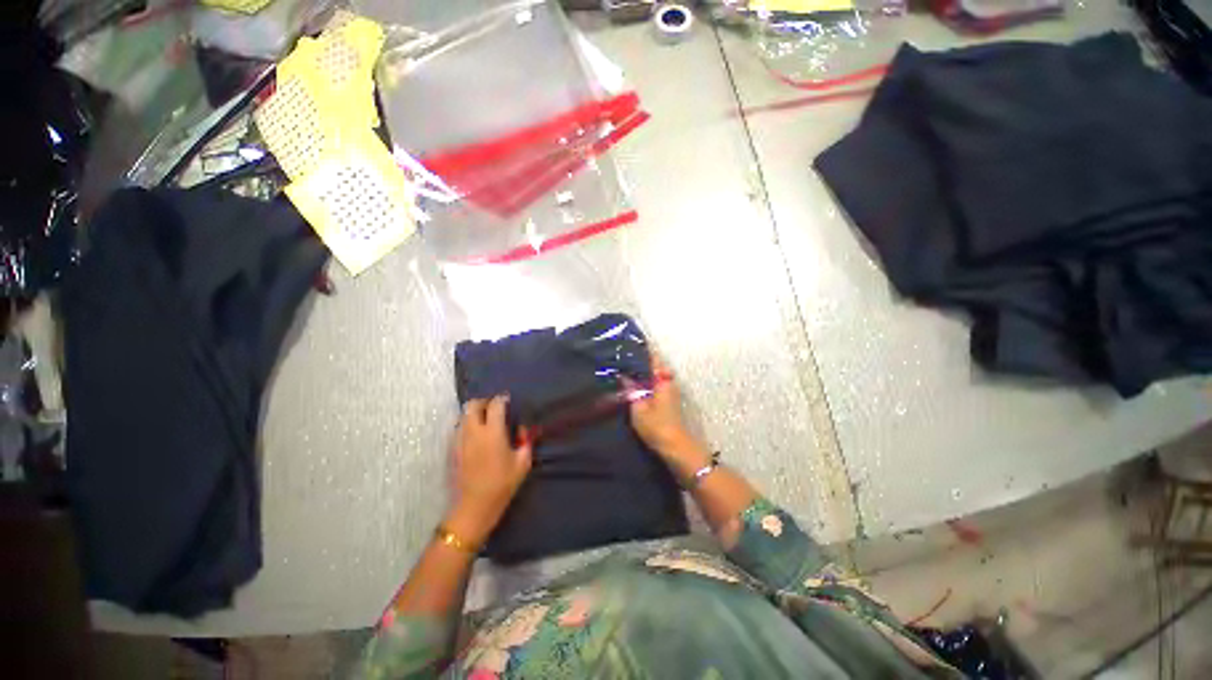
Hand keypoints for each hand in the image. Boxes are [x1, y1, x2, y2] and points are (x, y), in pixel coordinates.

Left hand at [445, 396, 531, 547]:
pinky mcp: (452, 450)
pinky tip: (477, 436)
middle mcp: (473, 432)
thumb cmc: (502, 484)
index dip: (502, 399)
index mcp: (493, 433)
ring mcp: (460, 440)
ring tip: (486, 422)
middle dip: (484, 402)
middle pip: (472, 405)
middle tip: (494, 409)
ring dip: (474, 413)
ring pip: (463, 416)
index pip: (495, 405)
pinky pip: (459, 428)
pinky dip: (468, 425)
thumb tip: (522, 429)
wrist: (474, 507)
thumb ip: (525, 441)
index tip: (508, 401)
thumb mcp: (523, 463)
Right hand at [628, 353, 708, 475]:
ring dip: (643, 370)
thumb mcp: (638, 408)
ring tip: (626, 367)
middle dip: (642, 359)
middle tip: (624, 355)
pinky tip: (634, 384)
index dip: (645, 348)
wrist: (676, 448)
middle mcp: (669, 382)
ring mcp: (670, 392)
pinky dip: (646, 381)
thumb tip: (624, 376)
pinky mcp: (669, 401)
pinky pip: (656, 384)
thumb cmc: (657, 426)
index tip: (633, 340)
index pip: (654, 358)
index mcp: (662, 380)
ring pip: (655, 375)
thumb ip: (631, 390)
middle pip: (655, 365)